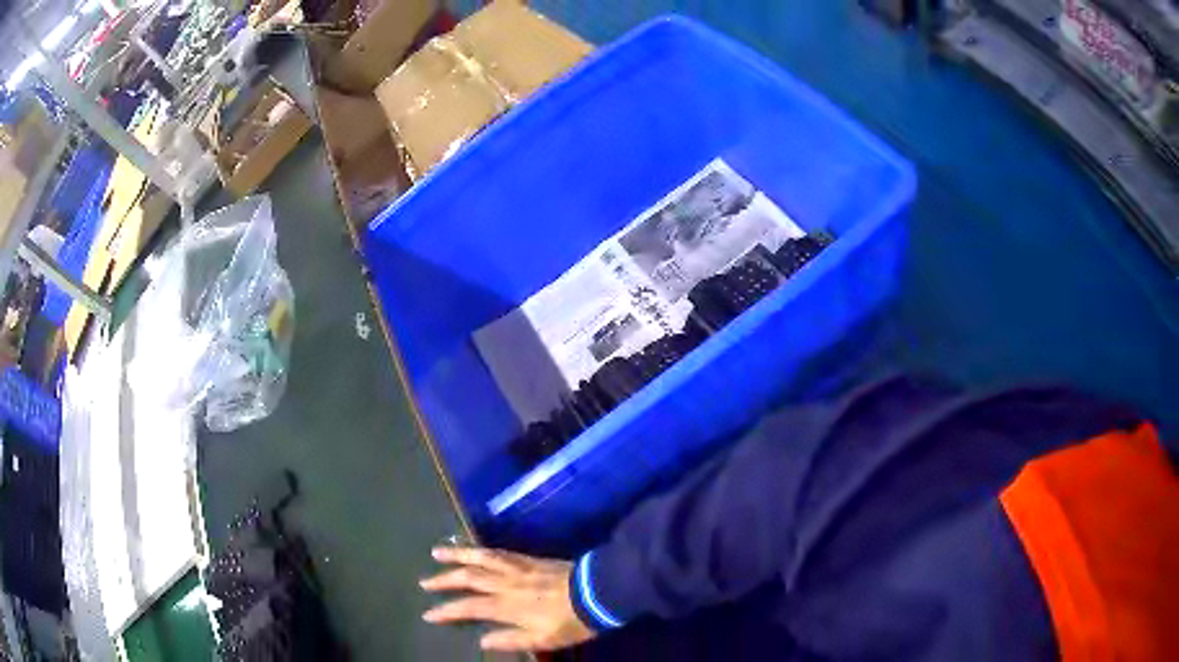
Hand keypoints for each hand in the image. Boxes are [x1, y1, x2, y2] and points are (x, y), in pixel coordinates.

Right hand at [421, 546, 596, 651]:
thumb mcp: (543, 639)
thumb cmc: (571, 621)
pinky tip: (475, 550)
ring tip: (437, 552)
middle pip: (468, 578)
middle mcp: (506, 583)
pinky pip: (499, 552)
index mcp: (507, 606)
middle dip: (444, 580)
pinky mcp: (528, 559)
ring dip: (457, 555)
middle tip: (424, 581)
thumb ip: (511, 640)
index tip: (428, 613)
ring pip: (480, 558)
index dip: (446, 611)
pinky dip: (481, 550)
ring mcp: (517, 568)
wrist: (596, 593)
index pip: (468, 607)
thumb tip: (482, 640)